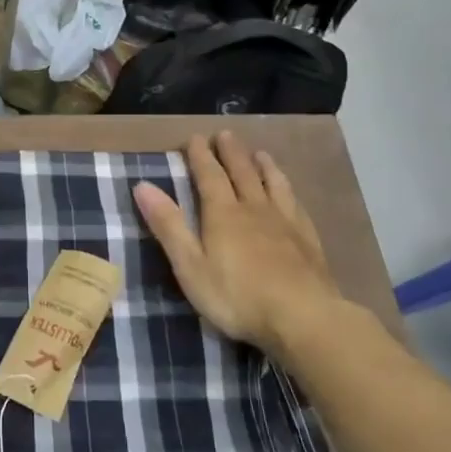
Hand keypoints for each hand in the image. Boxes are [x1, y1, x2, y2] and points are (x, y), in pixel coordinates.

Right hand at [133, 132, 356, 364]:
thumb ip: (168, 226)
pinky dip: (288, 191)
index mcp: (222, 214)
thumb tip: (143, 186)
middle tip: (225, 134)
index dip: (200, 156)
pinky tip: (289, 193)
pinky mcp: (308, 241)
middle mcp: (254, 209)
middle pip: (242, 173)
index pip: (209, 176)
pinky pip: (296, 205)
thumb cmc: (236, 296)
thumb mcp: (190, 265)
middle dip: (231, 153)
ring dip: (263, 166)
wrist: (303, 318)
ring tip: (259, 153)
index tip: (194, 138)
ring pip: (273, 184)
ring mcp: (285, 223)